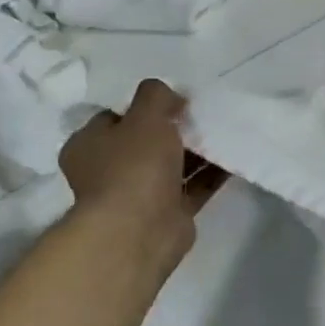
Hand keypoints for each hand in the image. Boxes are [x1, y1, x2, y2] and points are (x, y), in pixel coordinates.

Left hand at [58, 80, 220, 269]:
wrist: (140, 229)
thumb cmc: (134, 166)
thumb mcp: (145, 116)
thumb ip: (156, 96)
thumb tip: (170, 96)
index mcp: (89, 145)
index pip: (116, 116)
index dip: (146, 106)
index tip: (176, 100)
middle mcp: (109, 169)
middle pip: (147, 140)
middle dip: (176, 128)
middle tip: (205, 116)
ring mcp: (138, 193)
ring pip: (173, 164)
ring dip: (198, 151)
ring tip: (227, 133)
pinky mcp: (168, 212)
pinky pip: (193, 186)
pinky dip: (211, 173)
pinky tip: (234, 158)